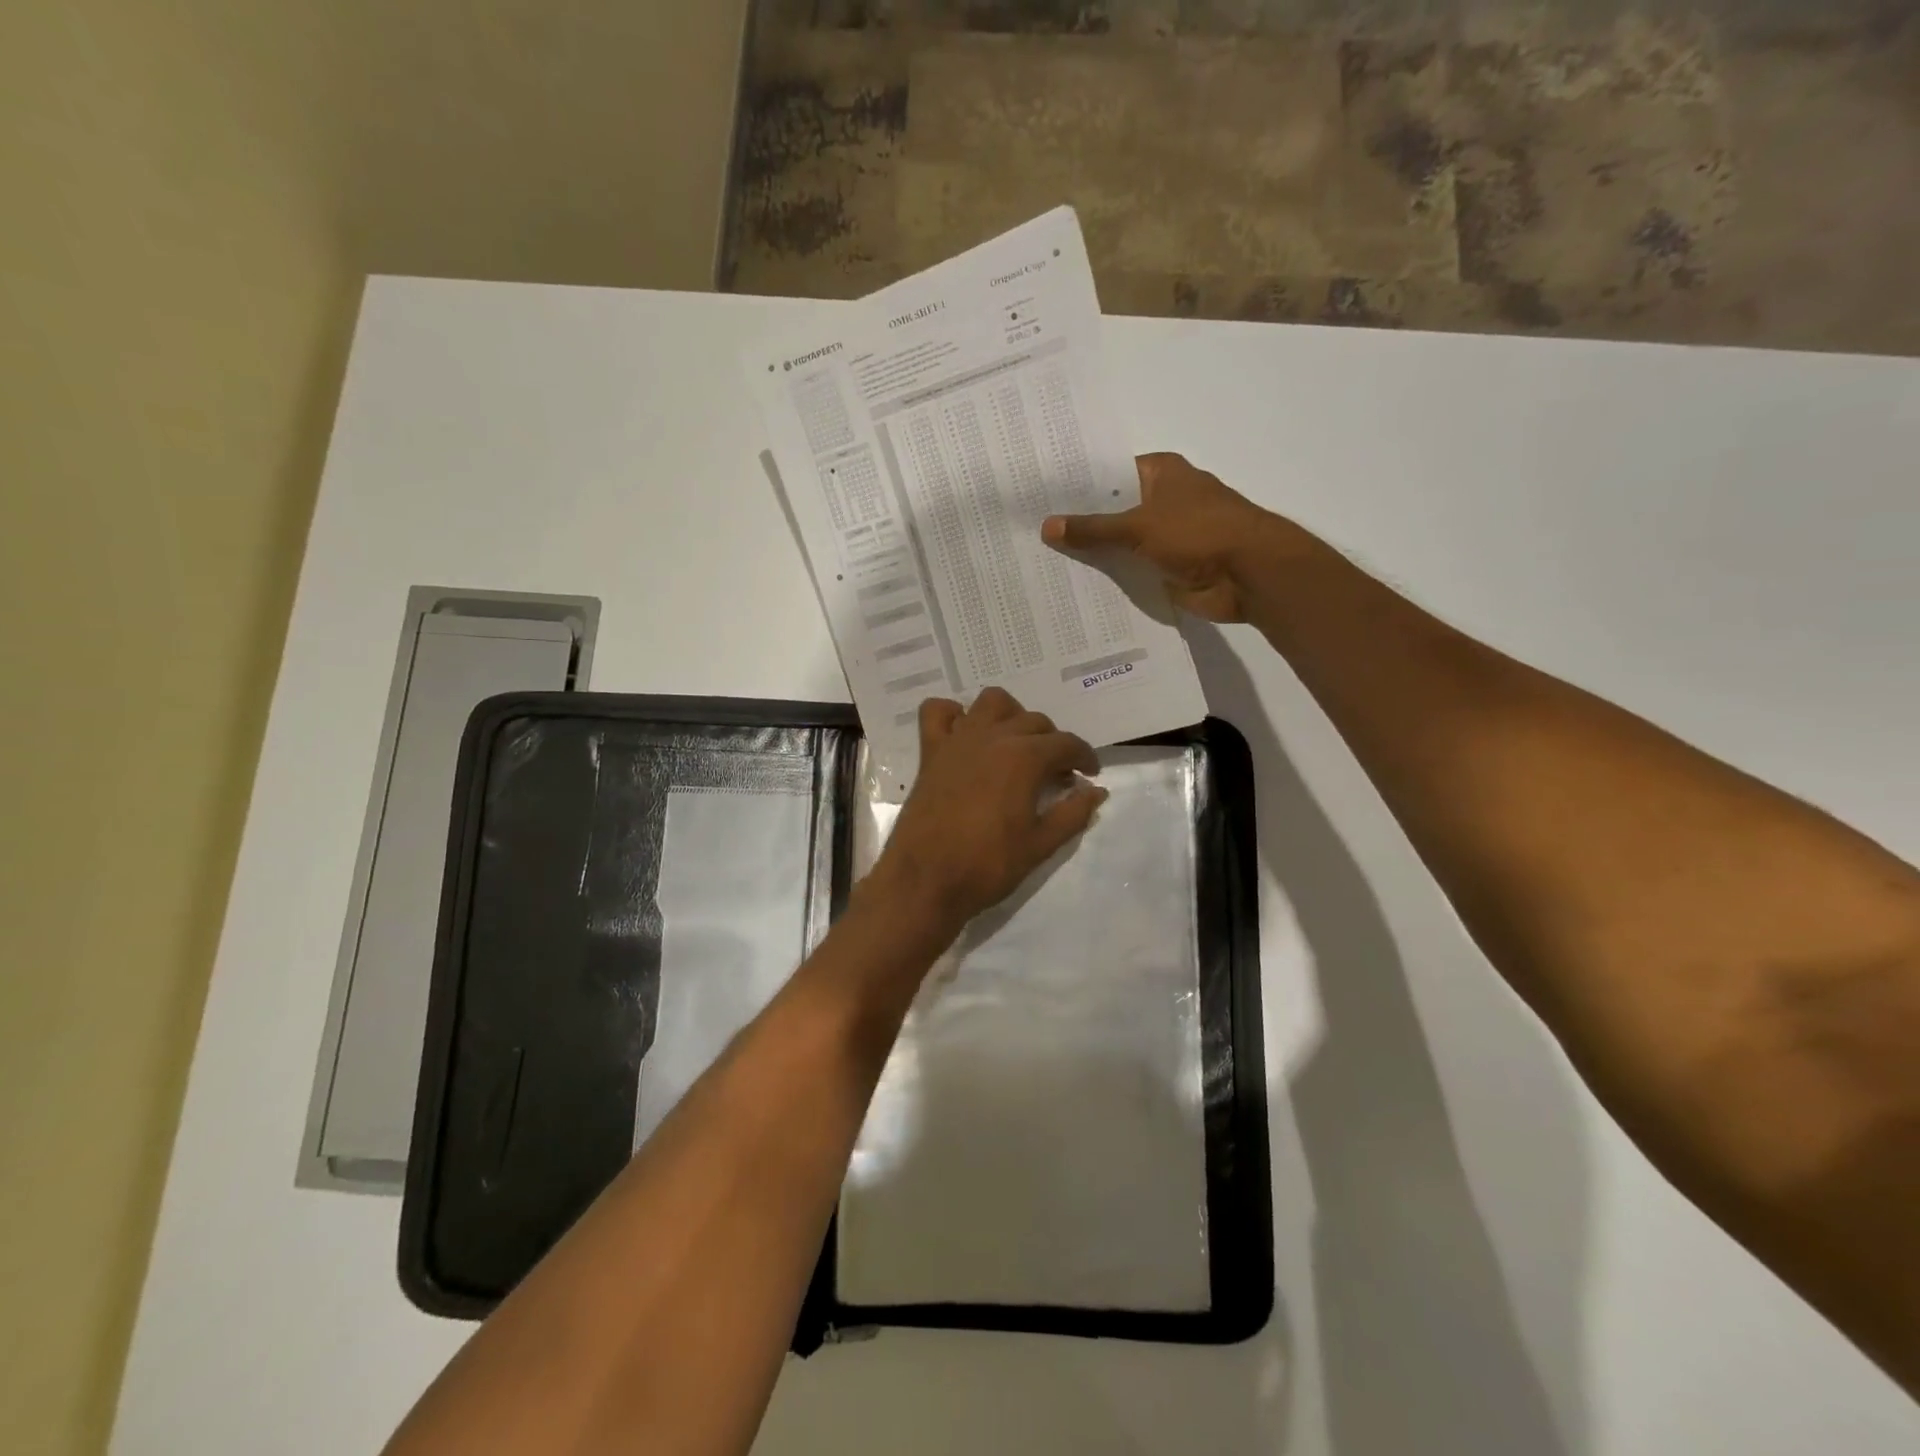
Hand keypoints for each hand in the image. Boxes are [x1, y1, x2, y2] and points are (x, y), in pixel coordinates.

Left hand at [869, 689, 1106, 938]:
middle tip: (1055, 775)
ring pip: (992, 702)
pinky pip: (938, 712)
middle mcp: (993, 737)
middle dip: (1052, 743)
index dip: (1085, 757)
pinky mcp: (931, 751)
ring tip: (1016, 745)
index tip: (1090, 775)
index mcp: (1025, 758)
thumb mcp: (1041, 845)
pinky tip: (965, 734)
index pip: (1067, 743)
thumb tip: (1096, 792)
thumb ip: (1073, 813)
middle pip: (1034, 721)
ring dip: (1011, 715)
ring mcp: (959, 740)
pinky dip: (953, 714)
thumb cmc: (988, 865)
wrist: (926, 879)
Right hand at [1041, 452, 1283, 622]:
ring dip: (1093, 554)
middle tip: (1030, 532)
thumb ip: (1093, 529)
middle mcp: (1162, 500)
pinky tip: (1074, 586)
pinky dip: (1110, 578)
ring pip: (1120, 544)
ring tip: (1042, 561)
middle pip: (1112, 510)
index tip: (1038, 497)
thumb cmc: (1198, 532)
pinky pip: (1130, 571)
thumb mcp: (1138, 526)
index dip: (1075, 485)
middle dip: (1079, 523)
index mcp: (1160, 473)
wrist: (1249, 575)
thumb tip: (1047, 526)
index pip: (1107, 474)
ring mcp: (1165, 536)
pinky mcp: (1167, 568)